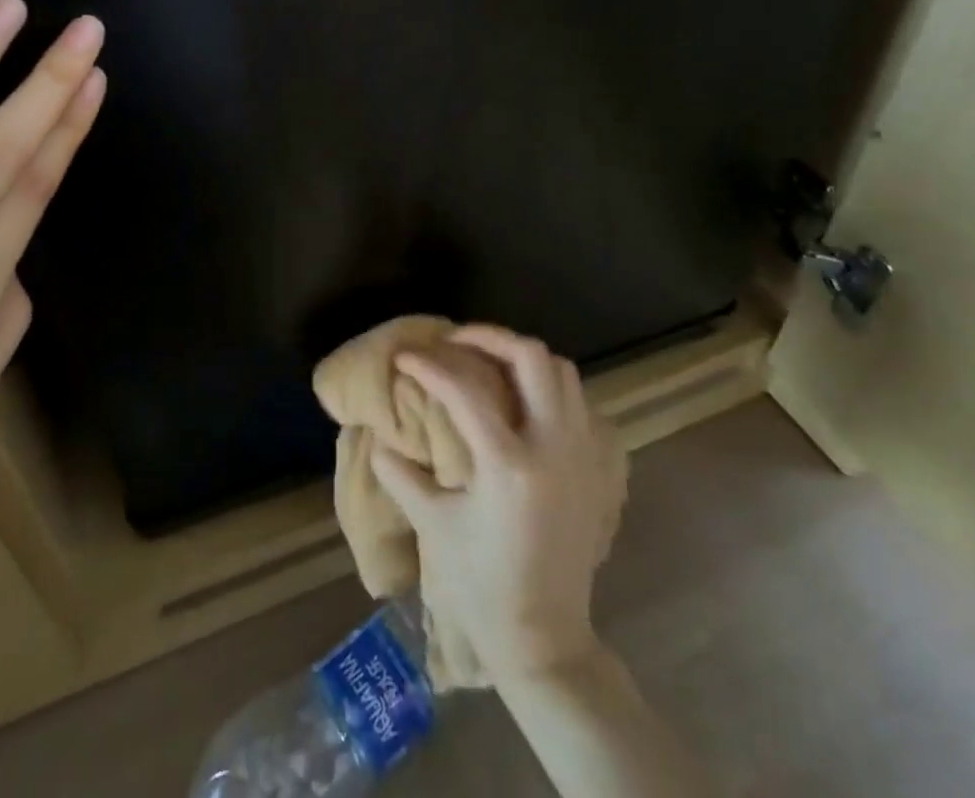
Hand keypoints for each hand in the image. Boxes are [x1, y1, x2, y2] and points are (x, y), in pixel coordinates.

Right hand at [371, 328, 620, 684]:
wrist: (545, 638)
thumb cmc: (482, 585)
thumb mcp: (433, 526)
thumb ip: (401, 475)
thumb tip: (377, 439)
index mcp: (508, 466)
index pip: (464, 390)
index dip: (428, 365)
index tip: (405, 356)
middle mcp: (552, 448)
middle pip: (532, 358)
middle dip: (489, 337)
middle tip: (455, 341)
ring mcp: (582, 455)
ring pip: (563, 373)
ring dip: (523, 358)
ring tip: (488, 363)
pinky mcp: (596, 467)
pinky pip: (580, 403)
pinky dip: (550, 387)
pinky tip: (524, 400)